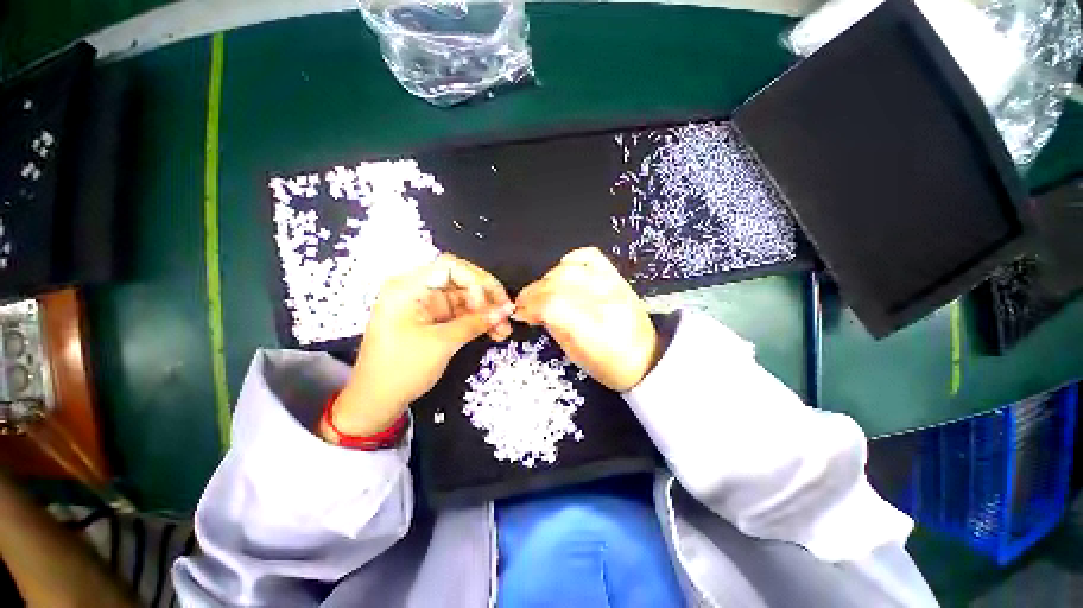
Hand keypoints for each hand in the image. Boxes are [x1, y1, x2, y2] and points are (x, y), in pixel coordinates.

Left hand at [322, 254, 513, 439]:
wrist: (376, 402)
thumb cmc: (401, 370)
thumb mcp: (442, 344)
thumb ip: (476, 322)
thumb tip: (506, 309)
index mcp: (408, 287)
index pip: (450, 267)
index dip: (477, 280)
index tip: (494, 302)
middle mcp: (417, 290)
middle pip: (461, 281)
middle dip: (487, 298)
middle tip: (507, 315)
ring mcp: (426, 305)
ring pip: (465, 299)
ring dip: (487, 312)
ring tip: (504, 329)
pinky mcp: (433, 320)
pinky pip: (461, 313)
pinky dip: (478, 321)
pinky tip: (494, 331)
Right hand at [514, 247, 659, 391]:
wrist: (648, 356)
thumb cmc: (609, 365)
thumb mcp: (575, 354)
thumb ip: (553, 326)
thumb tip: (534, 309)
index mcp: (593, 329)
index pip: (552, 304)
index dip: (529, 305)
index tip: (520, 313)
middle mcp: (603, 300)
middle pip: (557, 282)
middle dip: (533, 292)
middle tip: (526, 304)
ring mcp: (612, 284)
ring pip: (568, 268)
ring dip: (548, 279)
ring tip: (544, 292)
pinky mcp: (616, 276)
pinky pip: (589, 256)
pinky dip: (570, 262)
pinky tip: (565, 273)